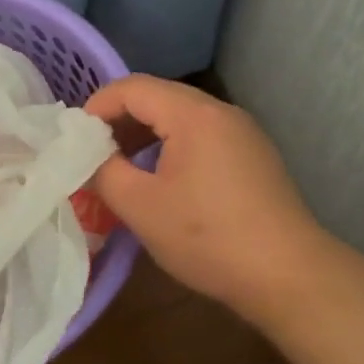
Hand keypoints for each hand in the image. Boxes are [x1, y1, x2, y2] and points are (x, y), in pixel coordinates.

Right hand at [84, 75, 328, 326]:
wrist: (288, 276)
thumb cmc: (207, 237)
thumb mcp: (140, 206)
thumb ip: (103, 171)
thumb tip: (88, 156)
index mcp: (194, 114)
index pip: (132, 87)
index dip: (97, 107)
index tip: (75, 140)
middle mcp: (221, 112)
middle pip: (158, 97)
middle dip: (119, 120)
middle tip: (93, 153)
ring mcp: (243, 133)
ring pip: (181, 117)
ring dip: (144, 134)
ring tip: (121, 167)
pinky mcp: (254, 156)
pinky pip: (202, 136)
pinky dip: (171, 146)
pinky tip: (161, 181)